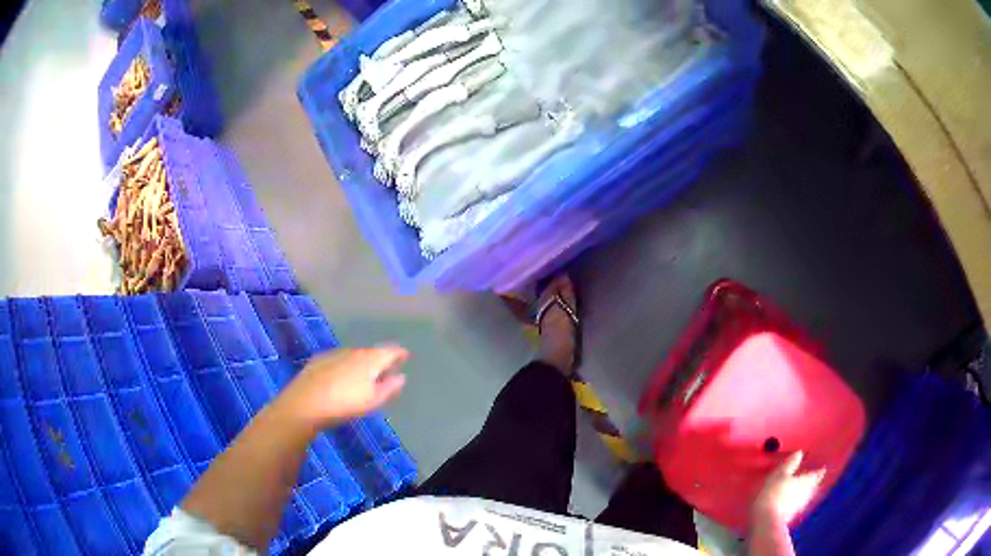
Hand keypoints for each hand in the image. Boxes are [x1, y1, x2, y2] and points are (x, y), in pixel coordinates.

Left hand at [274, 347, 408, 431]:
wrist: (305, 403)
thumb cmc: (345, 404)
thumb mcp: (373, 401)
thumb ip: (389, 388)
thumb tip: (401, 377)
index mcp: (370, 359)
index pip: (390, 351)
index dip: (399, 353)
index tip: (406, 356)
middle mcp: (354, 351)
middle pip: (371, 352)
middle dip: (379, 359)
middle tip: (385, 369)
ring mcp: (334, 354)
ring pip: (353, 355)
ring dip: (361, 362)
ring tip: (364, 375)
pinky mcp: (318, 360)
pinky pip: (339, 360)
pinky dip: (345, 366)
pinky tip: (342, 378)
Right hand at [753, 451, 825, 524]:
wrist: (767, 520)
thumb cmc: (774, 493)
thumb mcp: (780, 474)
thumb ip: (791, 463)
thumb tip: (799, 452)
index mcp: (806, 480)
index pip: (817, 474)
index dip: (820, 470)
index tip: (823, 468)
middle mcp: (807, 492)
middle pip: (813, 485)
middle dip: (814, 481)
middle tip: (814, 477)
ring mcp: (800, 505)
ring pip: (807, 496)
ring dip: (807, 492)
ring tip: (804, 489)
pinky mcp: (792, 515)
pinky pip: (799, 504)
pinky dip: (798, 501)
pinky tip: (794, 501)